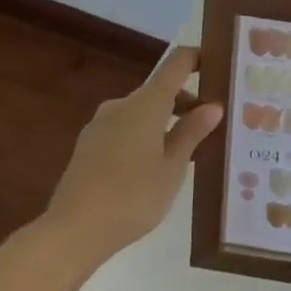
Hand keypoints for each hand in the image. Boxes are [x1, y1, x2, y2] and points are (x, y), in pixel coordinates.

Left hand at [43, 47, 222, 262]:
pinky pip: (124, 128)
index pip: (176, 63)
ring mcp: (100, 124)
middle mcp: (121, 104)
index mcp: (146, 103)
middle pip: (160, 90)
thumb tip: (213, 105)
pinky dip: (144, 135)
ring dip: (165, 122)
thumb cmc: (132, 197)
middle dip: (186, 103)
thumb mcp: (172, 168)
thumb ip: (192, 132)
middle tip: (211, 127)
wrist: (72, 232)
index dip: (198, 58)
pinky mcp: (88, 145)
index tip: (219, 67)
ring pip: (141, 112)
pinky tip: (152, 167)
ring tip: (185, 153)